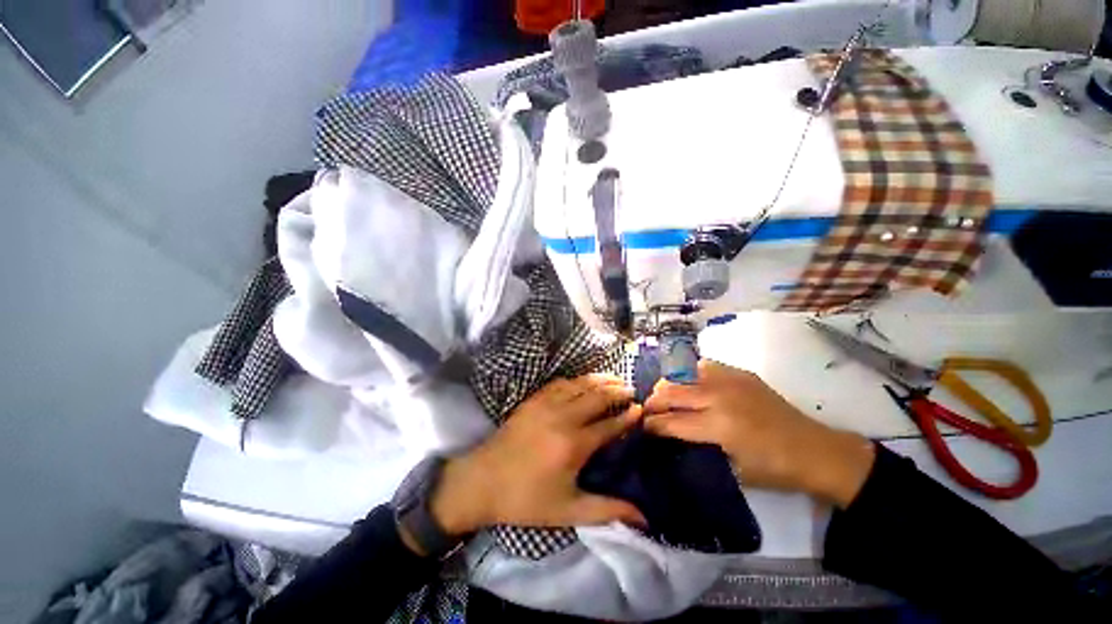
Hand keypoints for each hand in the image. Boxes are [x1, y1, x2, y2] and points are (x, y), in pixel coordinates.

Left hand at [428, 374, 646, 536]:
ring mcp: (546, 405)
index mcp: (574, 445)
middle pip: (597, 396)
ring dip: (599, 379)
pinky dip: (576, 380)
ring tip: (614, 378)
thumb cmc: (526, 499)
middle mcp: (563, 418)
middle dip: (617, 391)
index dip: (627, 416)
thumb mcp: (567, 511)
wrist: (482, 481)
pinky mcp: (533, 400)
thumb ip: (607, 510)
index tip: (639, 409)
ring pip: (580, 384)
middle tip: (630, 389)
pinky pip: (560, 383)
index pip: (609, 424)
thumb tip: (643, 517)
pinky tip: (582, 381)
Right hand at [643, 360, 874, 507]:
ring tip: (664, 395)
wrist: (815, 450)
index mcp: (718, 426)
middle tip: (647, 410)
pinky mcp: (739, 373)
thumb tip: (673, 439)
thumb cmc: (774, 468)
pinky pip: (704, 367)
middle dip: (653, 402)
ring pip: (683, 375)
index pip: (671, 422)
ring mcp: (729, 381)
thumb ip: (700, 450)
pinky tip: (691, 385)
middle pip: (671, 393)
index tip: (642, 427)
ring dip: (668, 386)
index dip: (652, 425)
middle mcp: (718, 397)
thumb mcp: (733, 470)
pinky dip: (691, 375)